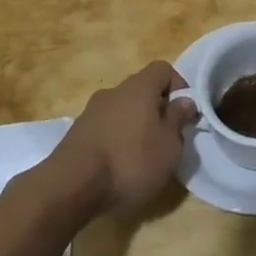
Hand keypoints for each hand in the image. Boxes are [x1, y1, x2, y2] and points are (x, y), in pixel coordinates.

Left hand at [48, 61, 198, 217]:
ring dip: (135, 126)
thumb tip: (185, 101)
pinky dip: (115, 140)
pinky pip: (105, 128)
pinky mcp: (76, 134)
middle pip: (142, 90)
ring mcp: (91, 111)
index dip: (179, 86)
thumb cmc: (130, 162)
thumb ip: (178, 120)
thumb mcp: (168, 147)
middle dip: (156, 110)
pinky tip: (117, 167)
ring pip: (122, 110)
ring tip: (142, 158)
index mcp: (139, 87)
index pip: (163, 69)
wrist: (70, 186)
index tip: (184, 114)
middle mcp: (114, 91)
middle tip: (166, 139)